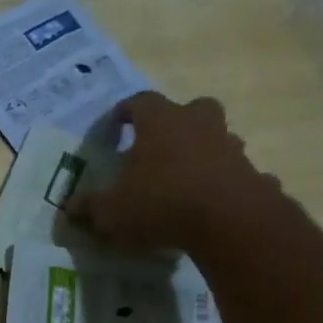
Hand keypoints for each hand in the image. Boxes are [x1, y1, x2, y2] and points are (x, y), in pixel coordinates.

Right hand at [65, 92, 282, 253]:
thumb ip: (90, 207)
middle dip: (175, 123)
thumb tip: (70, 206)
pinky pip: (234, 172)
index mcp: (160, 122)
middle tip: (158, 146)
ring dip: (202, 151)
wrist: (229, 221)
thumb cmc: (161, 203)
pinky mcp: (251, 172)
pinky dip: (223, 182)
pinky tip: (212, 203)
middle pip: (190, 109)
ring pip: (216, 137)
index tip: (114, 128)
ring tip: (183, 179)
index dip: (124, 113)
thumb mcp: (112, 211)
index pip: (139, 102)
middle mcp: (198, 124)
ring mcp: (230, 146)